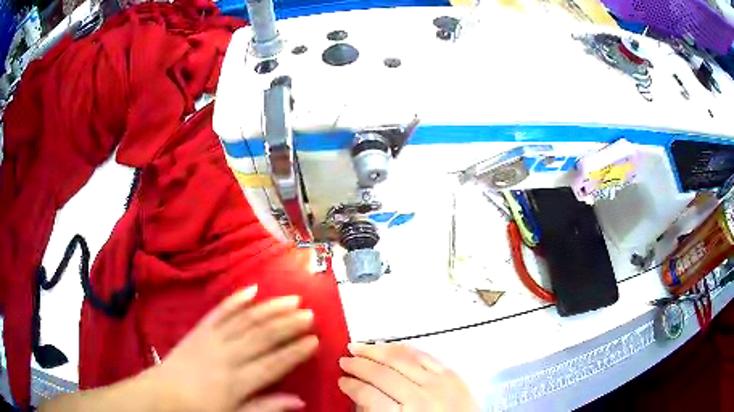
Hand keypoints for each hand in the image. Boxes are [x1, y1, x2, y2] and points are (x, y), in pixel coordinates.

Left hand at [150, 285, 317, 411]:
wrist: (164, 393)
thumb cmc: (202, 408)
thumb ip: (266, 407)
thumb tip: (299, 401)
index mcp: (238, 380)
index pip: (274, 363)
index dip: (296, 351)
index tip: (314, 340)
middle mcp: (228, 355)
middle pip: (263, 336)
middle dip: (289, 324)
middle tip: (309, 313)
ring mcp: (212, 338)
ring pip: (246, 319)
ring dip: (270, 308)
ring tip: (291, 299)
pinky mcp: (200, 328)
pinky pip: (221, 310)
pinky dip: (237, 299)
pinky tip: (252, 290)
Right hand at [338, 343, 478, 411]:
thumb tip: (359, 395)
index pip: (369, 396)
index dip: (352, 386)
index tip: (341, 380)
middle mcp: (422, 398)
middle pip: (383, 374)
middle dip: (359, 365)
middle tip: (343, 360)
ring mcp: (440, 384)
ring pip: (402, 359)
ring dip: (377, 350)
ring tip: (359, 346)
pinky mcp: (454, 375)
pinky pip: (426, 356)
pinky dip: (406, 349)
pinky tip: (391, 346)